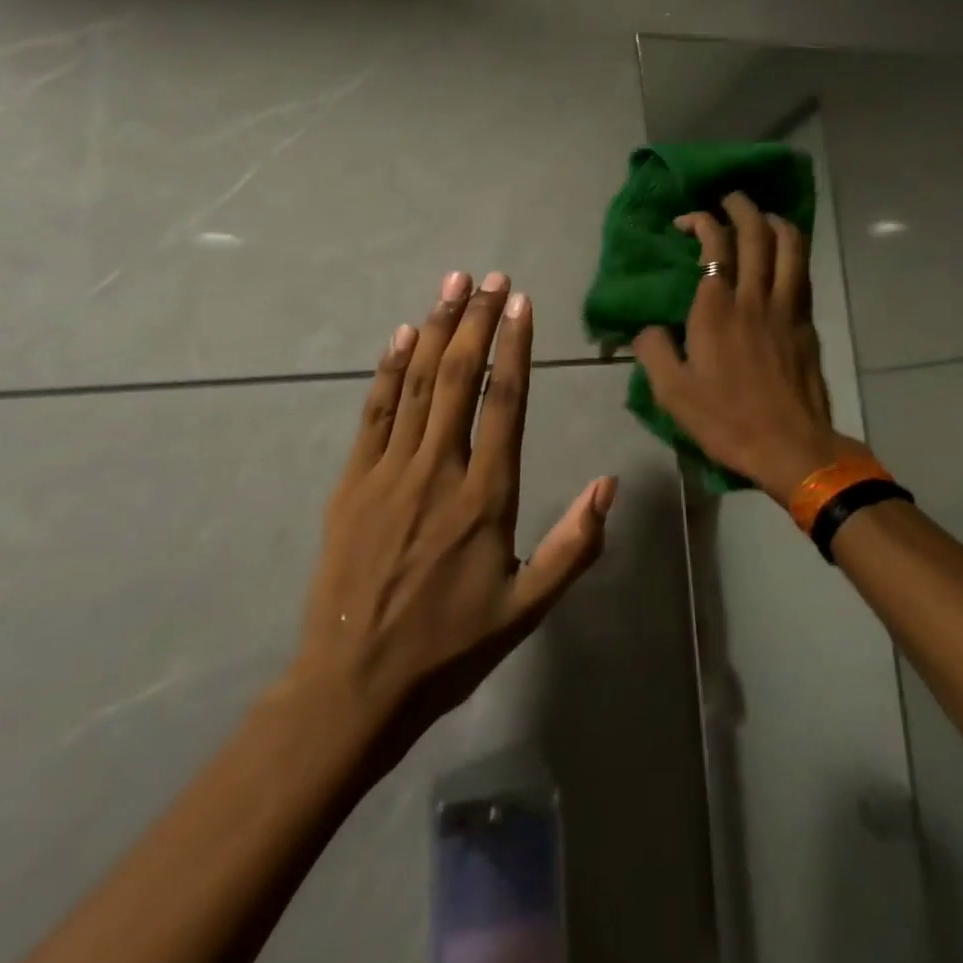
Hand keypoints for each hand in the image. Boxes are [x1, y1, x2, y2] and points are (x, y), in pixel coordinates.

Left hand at [292, 270, 617, 750]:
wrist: (354, 685)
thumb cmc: (450, 646)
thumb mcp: (527, 607)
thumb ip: (574, 544)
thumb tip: (610, 483)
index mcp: (486, 496)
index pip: (506, 401)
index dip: (516, 345)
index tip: (521, 302)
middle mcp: (439, 469)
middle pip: (461, 377)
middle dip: (477, 320)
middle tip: (490, 276)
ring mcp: (390, 471)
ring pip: (418, 383)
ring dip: (436, 328)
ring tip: (453, 285)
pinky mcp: (352, 481)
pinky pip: (374, 411)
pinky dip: (389, 368)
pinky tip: (402, 334)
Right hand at [633, 193, 860, 507]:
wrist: (790, 446)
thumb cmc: (727, 421)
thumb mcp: (672, 393)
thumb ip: (653, 352)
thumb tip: (646, 328)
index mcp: (716, 309)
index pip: (715, 244)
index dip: (701, 221)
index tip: (687, 222)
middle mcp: (754, 297)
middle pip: (755, 233)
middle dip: (741, 207)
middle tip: (728, 200)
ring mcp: (787, 307)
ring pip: (789, 245)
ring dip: (773, 221)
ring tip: (760, 217)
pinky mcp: (807, 322)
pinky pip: (802, 271)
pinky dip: (793, 250)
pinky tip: (784, 252)